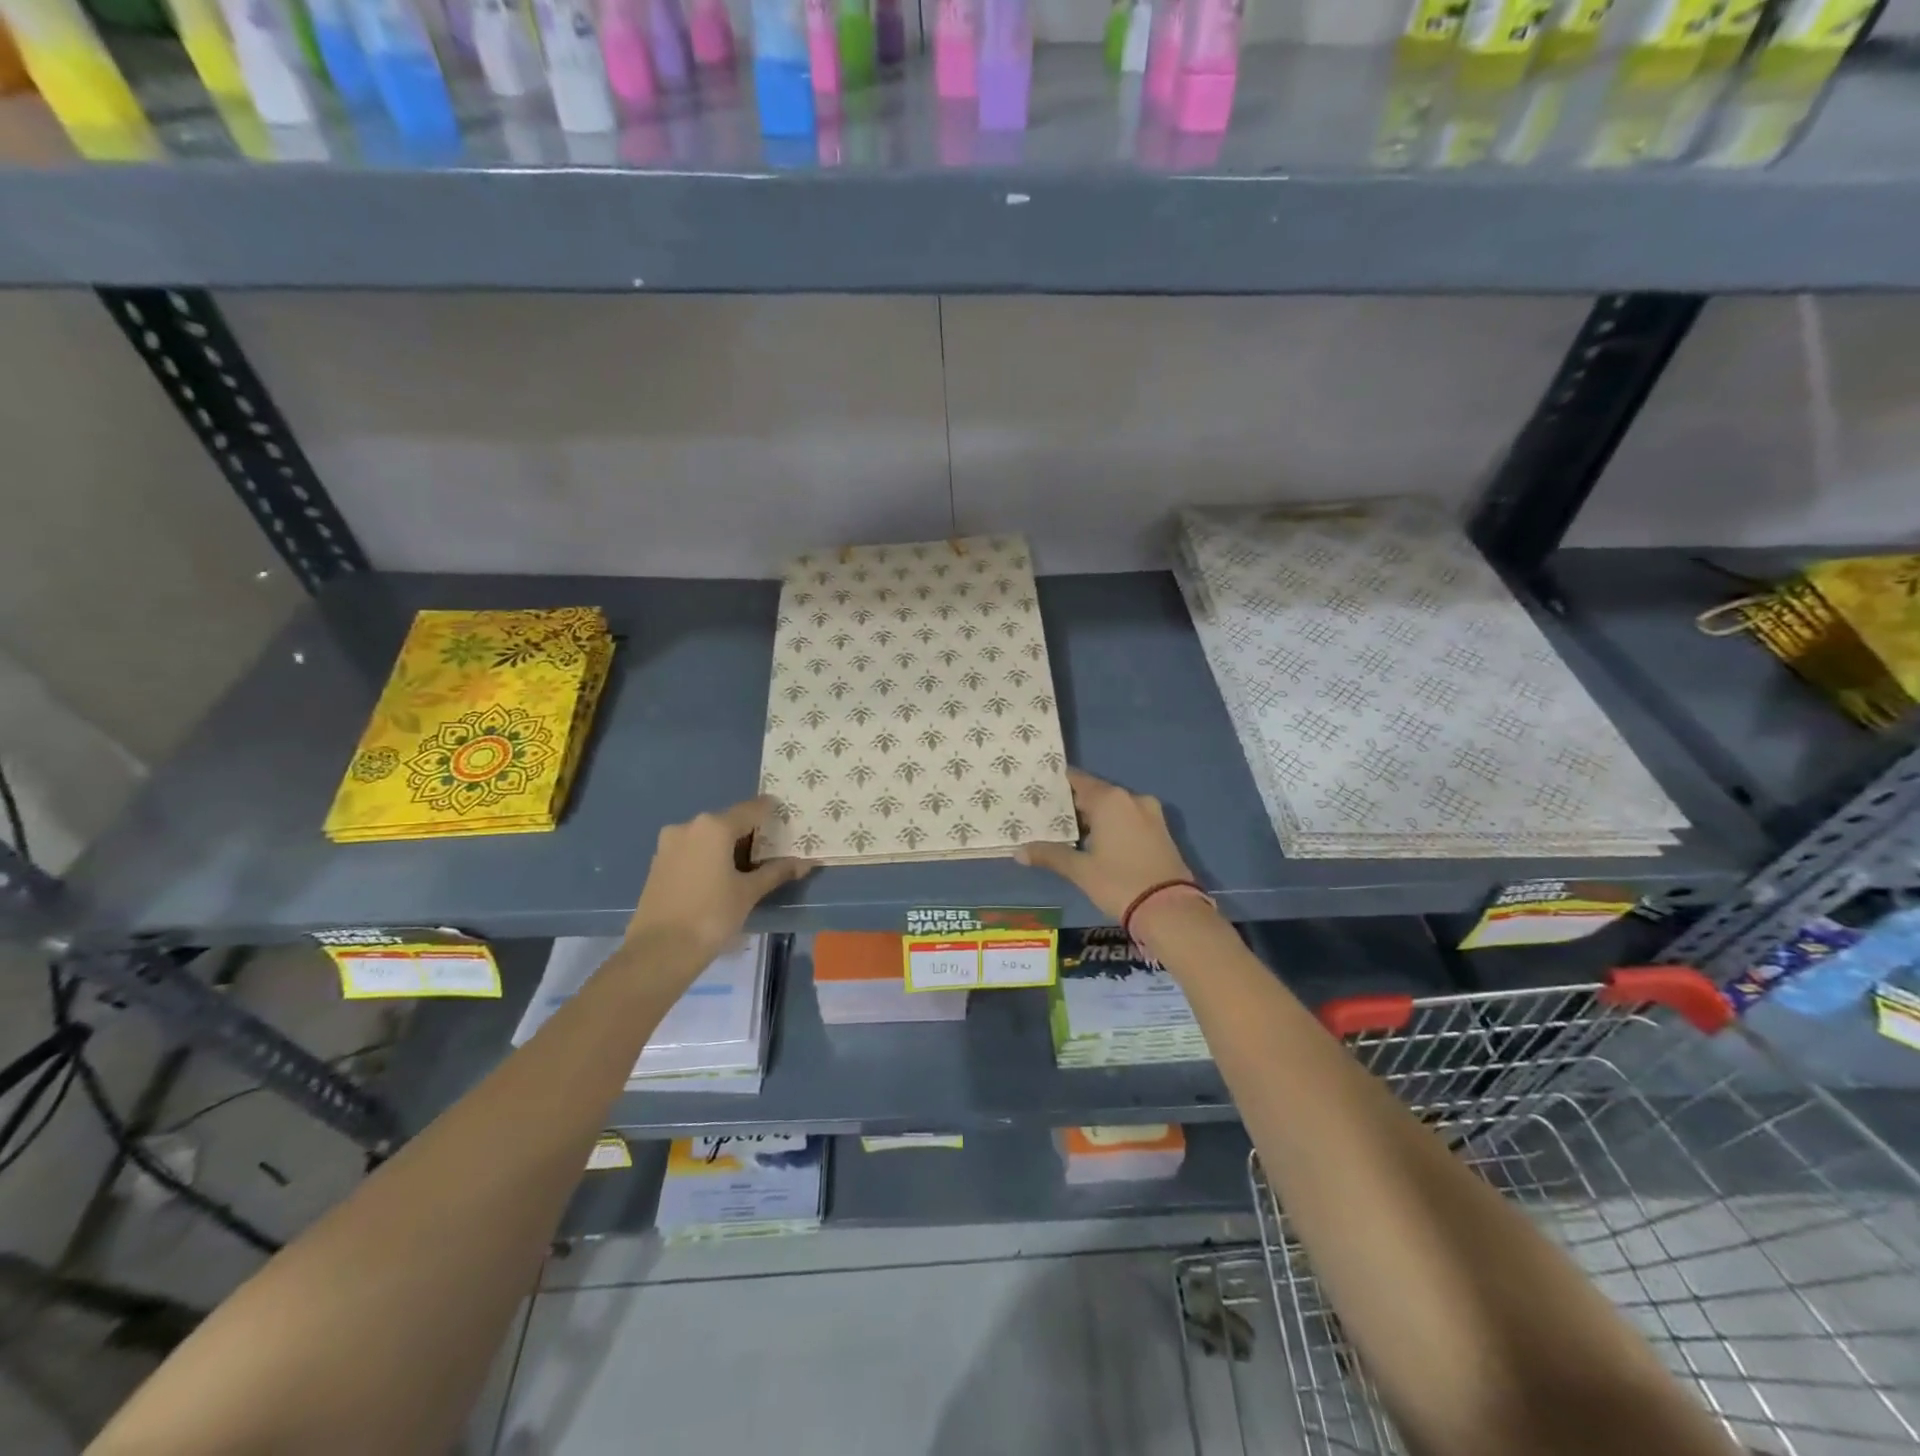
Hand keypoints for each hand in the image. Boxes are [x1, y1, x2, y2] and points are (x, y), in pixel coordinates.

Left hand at [624, 798, 815, 977]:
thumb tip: (804, 863)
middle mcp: (689, 826)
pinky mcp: (658, 863)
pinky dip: (708, 857)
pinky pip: (691, 850)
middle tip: (770, 850)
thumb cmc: (711, 915)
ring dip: (727, 846)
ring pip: (707, 837)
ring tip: (746, 868)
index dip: (772, 812)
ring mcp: (669, 844)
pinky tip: (719, 878)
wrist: (659, 951)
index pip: (752, 809)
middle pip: (728, 822)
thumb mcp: (749, 893)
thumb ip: (776, 872)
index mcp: (714, 827)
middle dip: (749, 834)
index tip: (786, 818)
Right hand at [1016, 768, 1200, 923]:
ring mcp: (1151, 814)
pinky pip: (1129, 820)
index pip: (1079, 781)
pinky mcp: (1161, 832)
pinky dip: (1113, 826)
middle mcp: (1131, 799)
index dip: (1059, 784)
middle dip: (1075, 804)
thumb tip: (1019, 852)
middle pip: (1097, 793)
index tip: (1040, 788)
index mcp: (1110, 800)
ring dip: (1095, 817)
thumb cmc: (1119, 882)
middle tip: (1049, 815)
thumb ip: (1050, 855)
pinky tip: (1098, 843)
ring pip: (1115, 808)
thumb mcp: (1080, 870)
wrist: (1170, 910)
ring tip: (1070, 831)